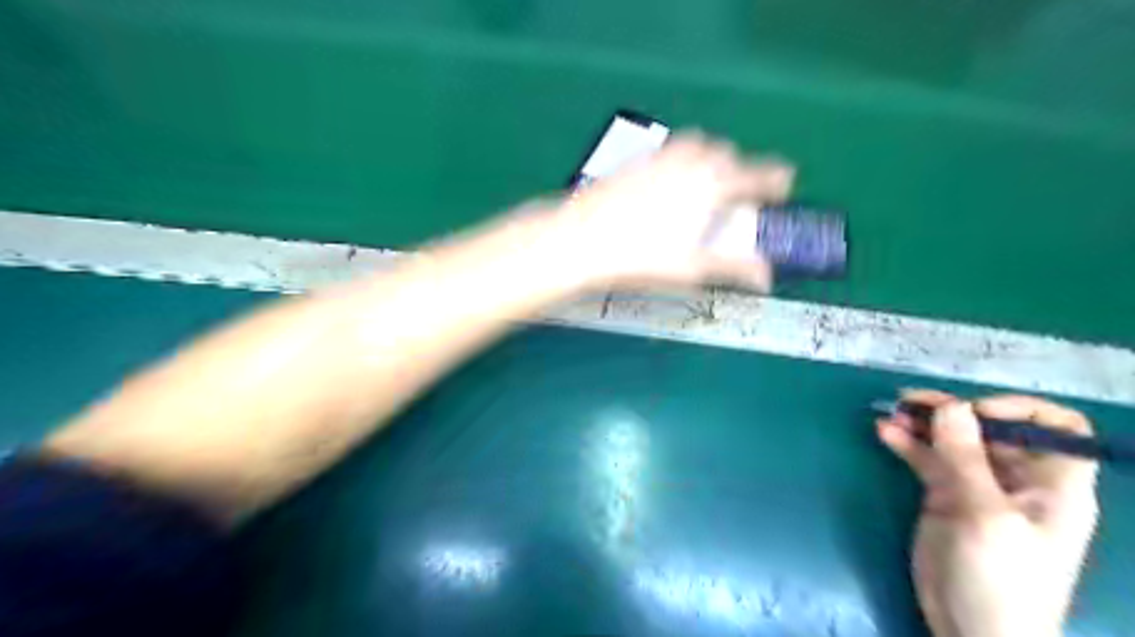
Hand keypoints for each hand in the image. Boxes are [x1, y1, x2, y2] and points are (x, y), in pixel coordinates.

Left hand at [545, 131, 791, 290]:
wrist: (583, 238)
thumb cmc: (642, 256)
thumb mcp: (692, 267)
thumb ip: (734, 268)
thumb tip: (765, 277)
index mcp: (712, 185)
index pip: (758, 174)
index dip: (776, 179)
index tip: (784, 186)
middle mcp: (691, 162)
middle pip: (728, 154)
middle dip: (740, 169)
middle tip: (737, 194)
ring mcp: (662, 156)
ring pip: (700, 145)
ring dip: (711, 159)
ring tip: (706, 185)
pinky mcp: (638, 161)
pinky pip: (672, 149)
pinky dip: (684, 159)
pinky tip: (670, 184)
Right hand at [876, 390, 1099, 636]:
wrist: (972, 630)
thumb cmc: (999, 576)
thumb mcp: (985, 515)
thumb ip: (966, 458)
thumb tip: (952, 404)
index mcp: (1051, 483)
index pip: (1055, 427)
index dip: (1018, 410)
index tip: (974, 412)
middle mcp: (1017, 478)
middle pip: (990, 427)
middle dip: (952, 410)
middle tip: (910, 402)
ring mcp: (977, 487)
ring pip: (952, 440)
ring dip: (922, 423)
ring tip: (891, 412)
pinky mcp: (944, 497)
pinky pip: (927, 459)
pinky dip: (907, 443)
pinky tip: (884, 432)